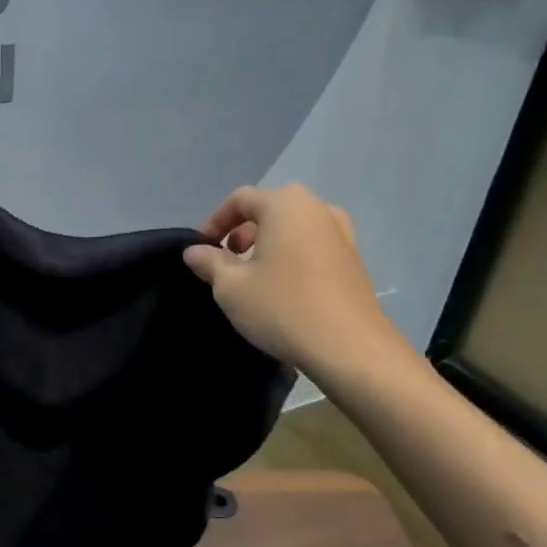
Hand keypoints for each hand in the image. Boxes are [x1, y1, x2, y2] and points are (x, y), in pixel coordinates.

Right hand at [183, 184, 404, 389]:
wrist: (349, 347)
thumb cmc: (282, 307)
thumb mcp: (230, 287)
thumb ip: (209, 262)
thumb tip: (194, 251)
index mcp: (285, 205)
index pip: (240, 198)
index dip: (215, 220)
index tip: (202, 249)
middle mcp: (317, 209)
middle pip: (270, 208)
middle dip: (243, 230)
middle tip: (228, 259)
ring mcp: (341, 233)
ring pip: (293, 226)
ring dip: (268, 242)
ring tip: (254, 274)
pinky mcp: (353, 259)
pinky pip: (312, 244)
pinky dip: (292, 255)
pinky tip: (283, 286)